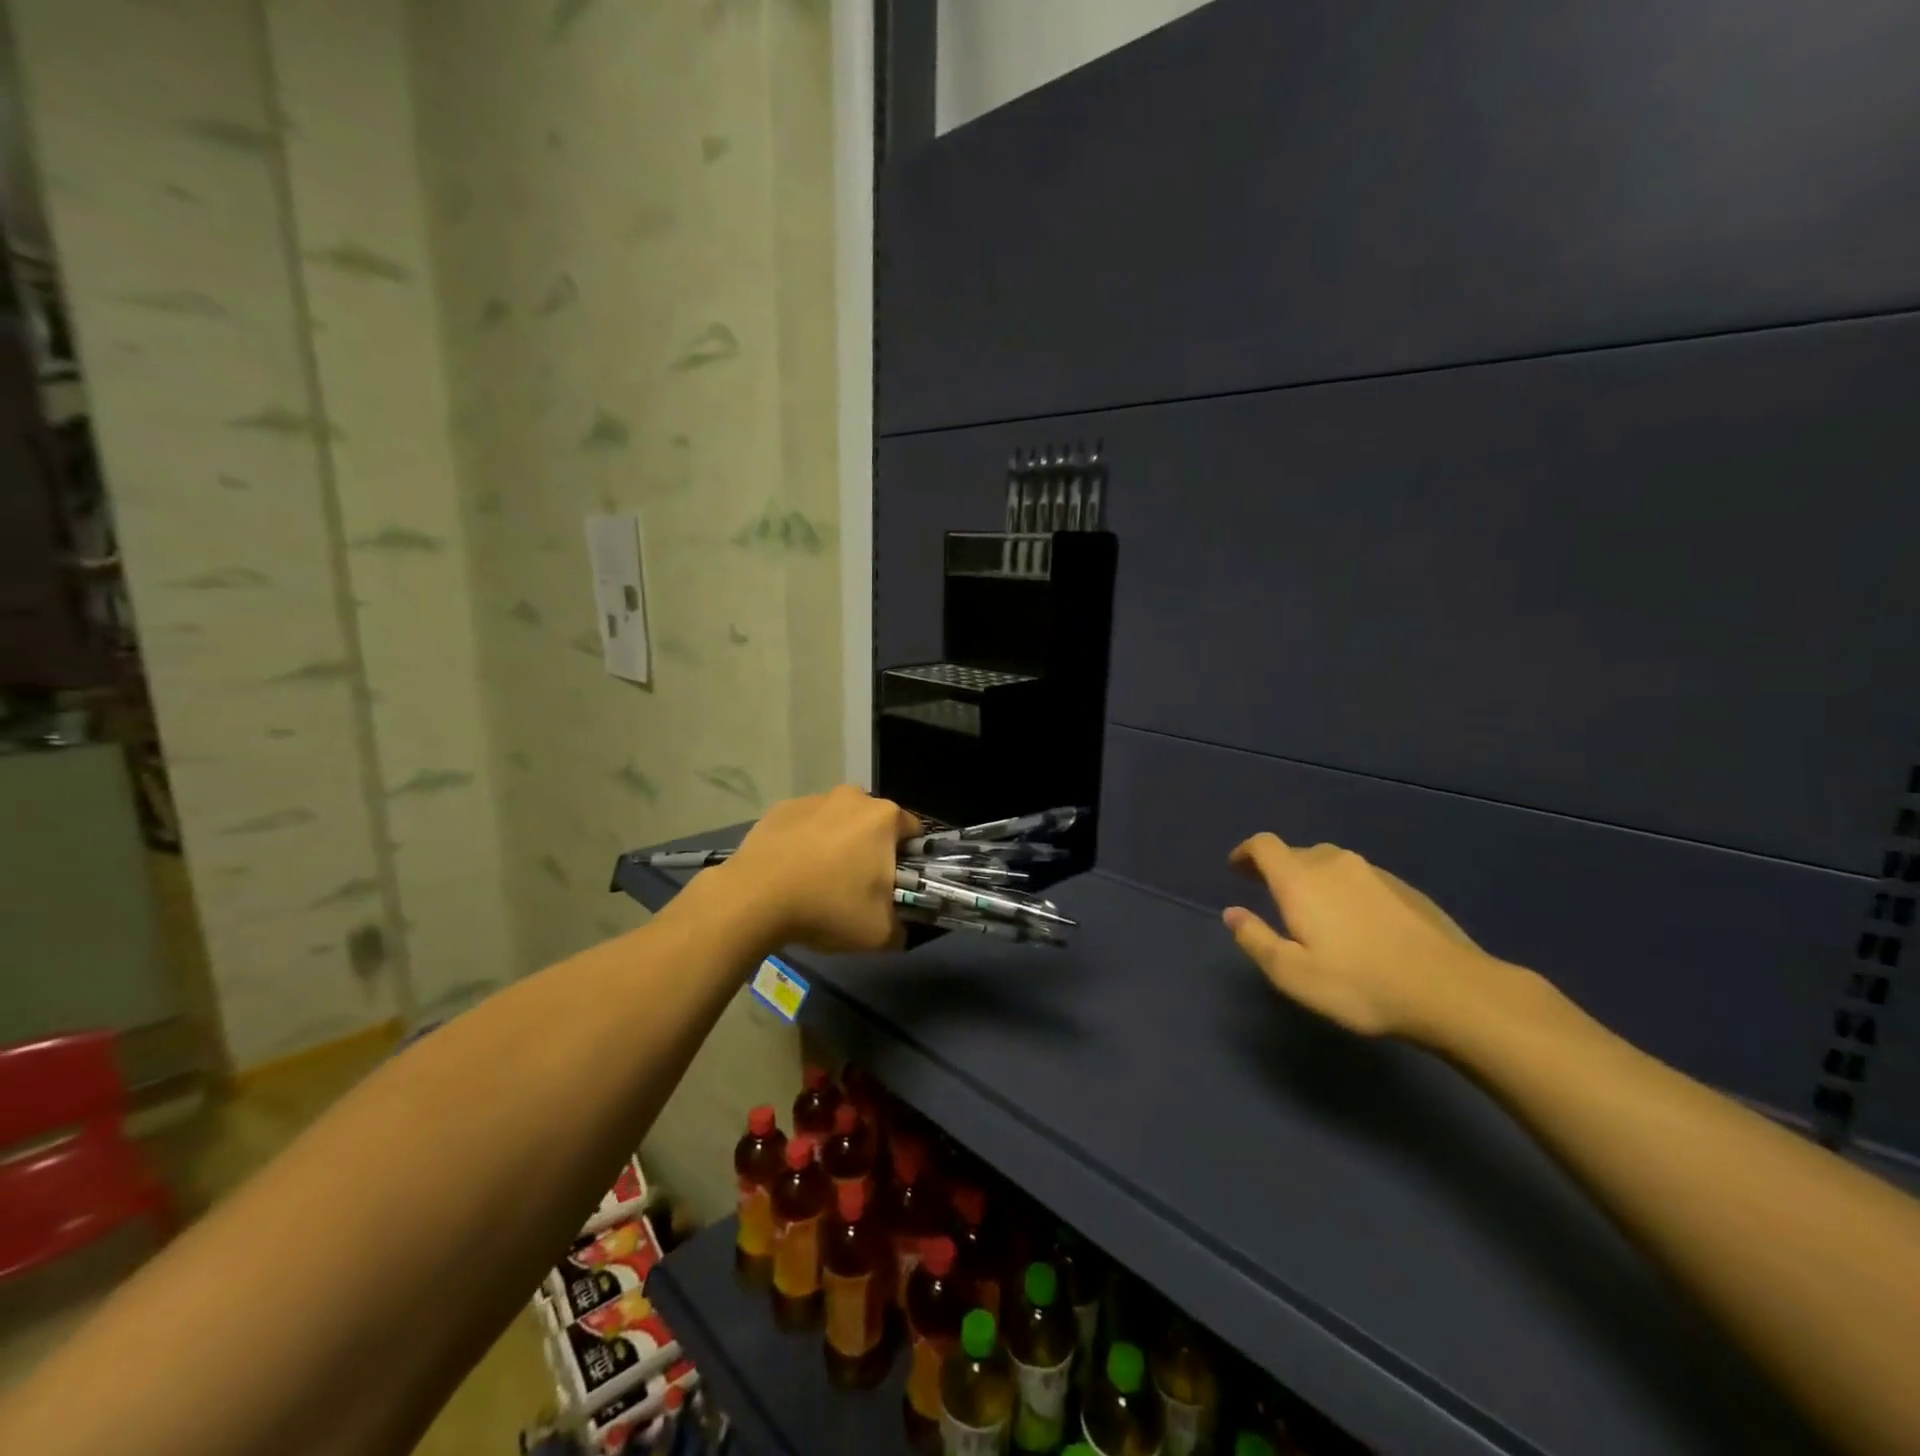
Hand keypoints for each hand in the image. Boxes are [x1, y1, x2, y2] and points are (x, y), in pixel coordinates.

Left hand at [720, 785, 918, 952]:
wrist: (753, 898)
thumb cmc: (828, 907)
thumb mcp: (880, 934)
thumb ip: (901, 929)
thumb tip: (899, 929)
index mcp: (884, 818)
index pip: (913, 831)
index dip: (909, 859)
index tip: (895, 884)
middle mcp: (852, 797)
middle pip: (873, 823)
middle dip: (871, 848)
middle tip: (858, 886)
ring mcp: (813, 799)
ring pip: (837, 821)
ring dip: (836, 843)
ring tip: (819, 881)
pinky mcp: (780, 809)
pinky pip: (804, 825)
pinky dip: (804, 843)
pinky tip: (792, 873)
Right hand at [1222, 833, 1508, 1042]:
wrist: (1453, 991)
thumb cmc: (1360, 984)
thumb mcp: (1293, 974)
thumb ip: (1256, 939)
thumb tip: (1232, 913)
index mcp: (1300, 880)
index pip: (1264, 845)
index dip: (1246, 853)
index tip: (1237, 869)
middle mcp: (1334, 865)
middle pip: (1297, 852)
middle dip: (1278, 868)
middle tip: (1271, 894)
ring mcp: (1375, 874)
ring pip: (1331, 864)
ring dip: (1314, 878)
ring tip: (1314, 910)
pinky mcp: (1405, 889)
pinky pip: (1361, 879)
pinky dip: (1346, 890)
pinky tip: (1357, 924)